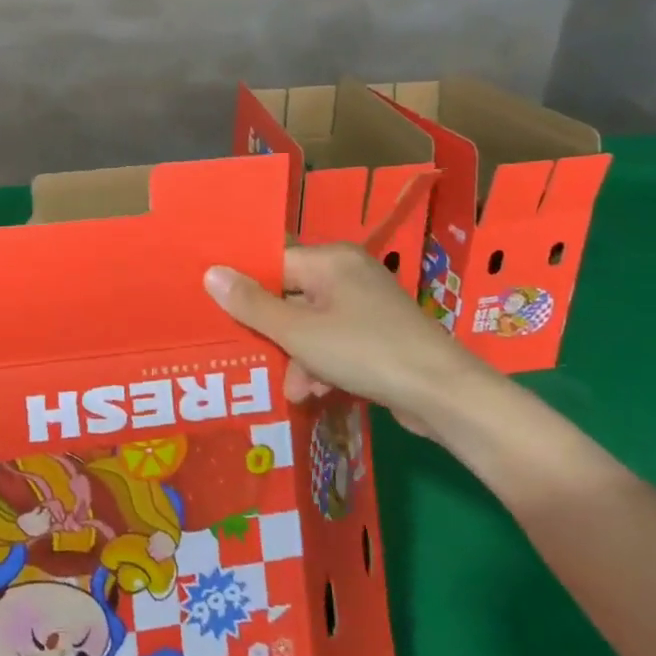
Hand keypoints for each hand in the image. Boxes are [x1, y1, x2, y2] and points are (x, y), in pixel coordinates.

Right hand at [204, 243, 494, 439]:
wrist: (444, 396)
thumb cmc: (365, 352)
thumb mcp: (298, 332)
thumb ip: (252, 305)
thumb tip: (210, 273)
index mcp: (330, 260)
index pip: (273, 262)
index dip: (246, 287)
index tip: (221, 311)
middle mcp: (349, 273)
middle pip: (290, 294)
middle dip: (273, 332)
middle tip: (252, 356)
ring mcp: (367, 304)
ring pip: (311, 322)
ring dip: (297, 355)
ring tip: (294, 389)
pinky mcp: (380, 332)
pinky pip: (335, 339)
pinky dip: (322, 362)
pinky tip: (317, 391)